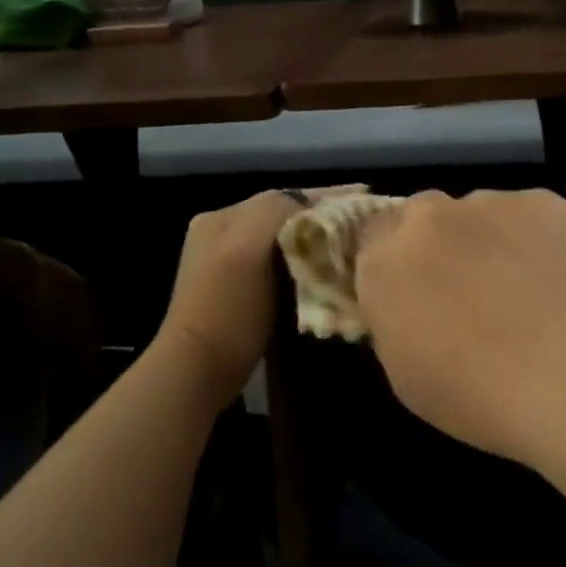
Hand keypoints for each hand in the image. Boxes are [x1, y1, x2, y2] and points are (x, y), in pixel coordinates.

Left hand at [156, 188, 357, 404]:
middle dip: (324, 216)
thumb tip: (313, 208)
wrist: (200, 370)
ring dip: (317, 237)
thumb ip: (275, 214)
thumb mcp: (247, 249)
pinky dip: (306, 259)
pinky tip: (328, 266)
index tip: (365, 198)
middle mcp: (224, 231)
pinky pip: (281, 262)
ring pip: (285, 237)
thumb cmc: (228, 310)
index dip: (326, 196)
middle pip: (285, 215)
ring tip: (353, 241)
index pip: (284, 197)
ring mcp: (230, 261)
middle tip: (364, 221)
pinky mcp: (241, 289)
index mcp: (223, 217)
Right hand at [353, 189, 565, 463]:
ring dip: (487, 240)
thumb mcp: (408, 378)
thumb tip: (410, 304)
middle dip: (437, 246)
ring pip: (478, 214)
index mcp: (385, 264)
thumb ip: (396, 323)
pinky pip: (527, 215)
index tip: (416, 293)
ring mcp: (491, 204)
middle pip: (421, 218)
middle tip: (469, 289)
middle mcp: (430, 219)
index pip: (371, 241)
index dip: (395, 266)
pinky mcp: (545, 201)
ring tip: (526, 287)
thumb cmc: (482, 398)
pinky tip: (559, 279)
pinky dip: (535, 238)